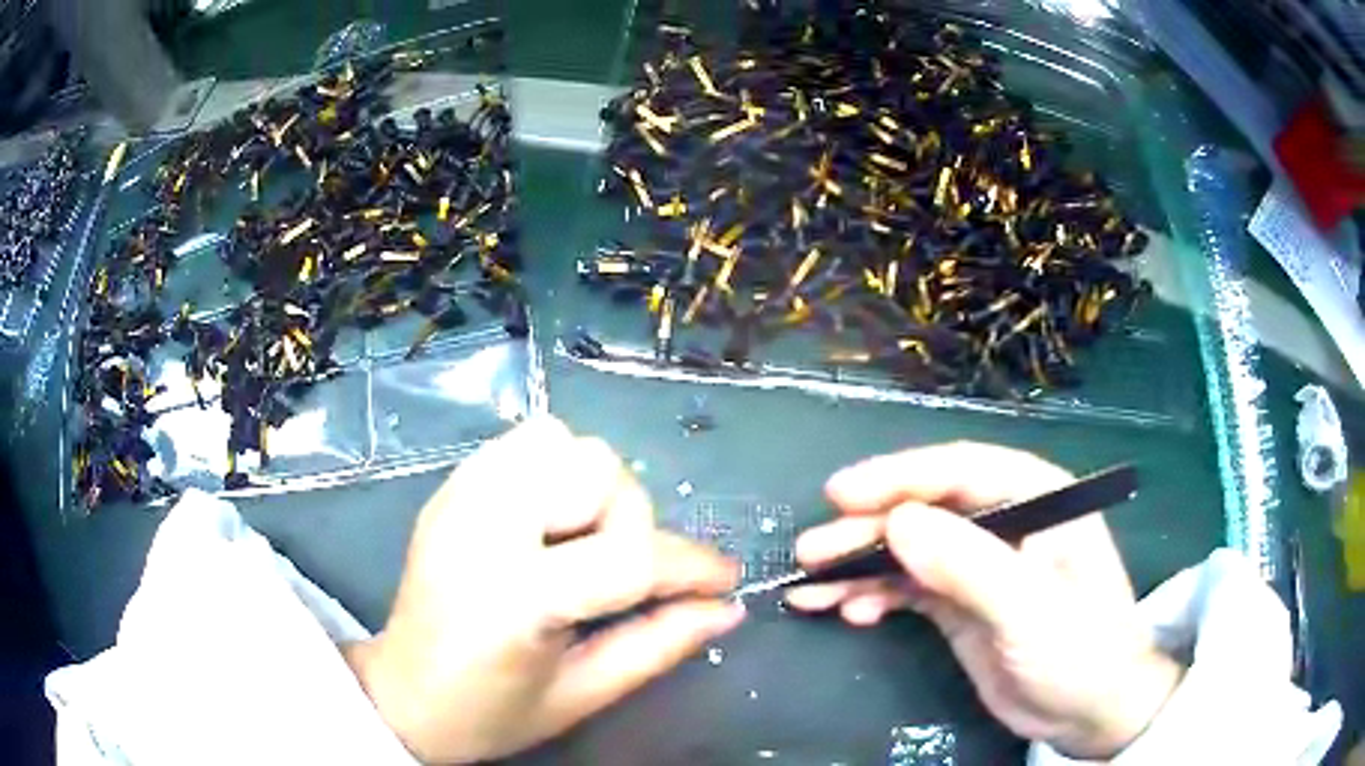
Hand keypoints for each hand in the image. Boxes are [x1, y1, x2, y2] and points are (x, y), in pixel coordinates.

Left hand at [343, 417, 744, 763]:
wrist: (403, 693)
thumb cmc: (490, 712)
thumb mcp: (582, 695)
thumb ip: (659, 645)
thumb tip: (726, 609)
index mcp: (515, 596)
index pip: (629, 559)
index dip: (693, 568)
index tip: (724, 582)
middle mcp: (484, 526)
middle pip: (597, 472)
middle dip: (629, 523)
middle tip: (615, 577)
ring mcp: (460, 495)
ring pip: (564, 440)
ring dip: (591, 489)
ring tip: (576, 545)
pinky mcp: (451, 485)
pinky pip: (525, 442)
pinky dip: (555, 470)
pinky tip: (546, 522)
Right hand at [786, 443, 1182, 759]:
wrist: (1091, 713)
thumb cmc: (1080, 652)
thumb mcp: (1031, 611)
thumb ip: (970, 565)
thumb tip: (898, 523)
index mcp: (1039, 500)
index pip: (963, 471)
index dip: (901, 477)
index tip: (842, 495)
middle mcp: (1007, 524)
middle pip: (928, 511)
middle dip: (868, 529)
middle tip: (812, 551)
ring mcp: (981, 567)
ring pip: (911, 551)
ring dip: (861, 567)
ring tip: (812, 591)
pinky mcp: (962, 605)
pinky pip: (910, 589)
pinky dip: (876, 597)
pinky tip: (850, 612)